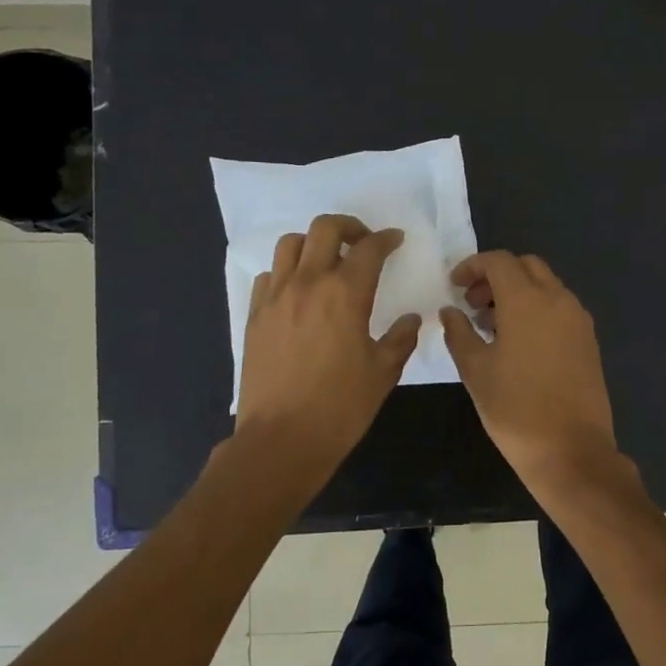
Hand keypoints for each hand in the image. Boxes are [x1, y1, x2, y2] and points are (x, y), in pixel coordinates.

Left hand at [235, 214, 420, 474]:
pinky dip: (287, 272)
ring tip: (327, 263)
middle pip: (324, 228)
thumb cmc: (340, 407)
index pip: (368, 248)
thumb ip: (401, 339)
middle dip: (349, 227)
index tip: (395, 240)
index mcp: (345, 294)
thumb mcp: (383, 373)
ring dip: (313, 244)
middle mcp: (307, 283)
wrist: (281, 439)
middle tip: (363, 243)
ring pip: (290, 244)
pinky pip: (270, 276)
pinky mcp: (254, 315)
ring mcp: (275, 297)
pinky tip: (299, 294)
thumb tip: (412, 319)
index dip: (385, 239)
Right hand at [439, 251, 616, 485]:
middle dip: (497, 276)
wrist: (571, 450)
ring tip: (492, 325)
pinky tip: (519, 342)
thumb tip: (450, 311)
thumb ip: (459, 332)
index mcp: (527, 300)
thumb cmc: (514, 408)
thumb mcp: (475, 369)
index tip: (454, 286)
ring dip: (518, 292)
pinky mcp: (589, 340)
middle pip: (526, 266)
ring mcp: (578, 319)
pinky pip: (560, 307)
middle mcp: (558, 299)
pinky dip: (537, 308)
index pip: (499, 261)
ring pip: (546, 285)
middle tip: (473, 303)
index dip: (472, 266)